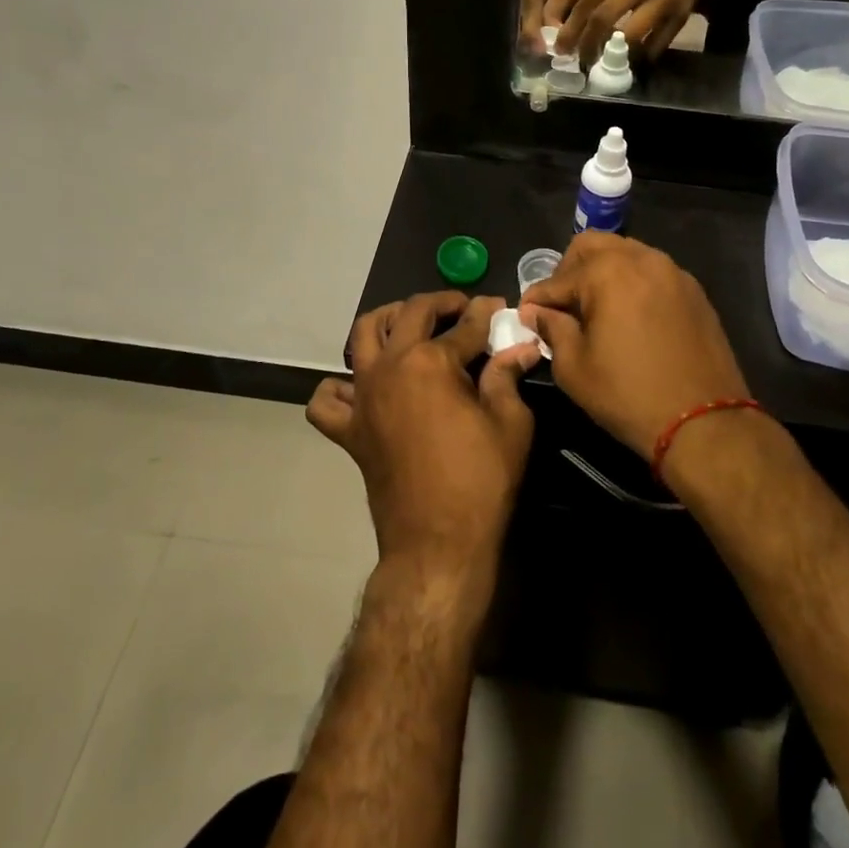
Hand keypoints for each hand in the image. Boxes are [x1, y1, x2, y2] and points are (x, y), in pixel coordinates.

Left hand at [310, 293, 537, 577]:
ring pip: (363, 336)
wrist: (436, 544)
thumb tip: (520, 347)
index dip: (486, 314)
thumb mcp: (510, 424)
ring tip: (409, 326)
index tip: (500, 307)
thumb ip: (508, 376)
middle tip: (462, 309)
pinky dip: (340, 387)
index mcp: (431, 361)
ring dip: (387, 321)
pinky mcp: (349, 428)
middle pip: (412, 314)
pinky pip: (328, 399)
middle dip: (440, 303)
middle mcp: (390, 366)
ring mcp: (363, 396)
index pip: (465, 325)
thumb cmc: (481, 481)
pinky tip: (362, 388)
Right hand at [520, 233, 750, 457]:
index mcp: (607, 273)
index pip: (558, 279)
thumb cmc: (629, 395)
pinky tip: (629, 316)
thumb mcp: (575, 368)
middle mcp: (641, 259)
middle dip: (569, 271)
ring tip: (596, 309)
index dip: (536, 299)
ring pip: (626, 253)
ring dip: (603, 272)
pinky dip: (633, 283)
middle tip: (562, 305)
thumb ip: (552, 329)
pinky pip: (653, 272)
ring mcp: (672, 272)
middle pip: (592, 246)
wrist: (705, 423)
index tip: (526, 316)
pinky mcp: (694, 290)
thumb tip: (536, 312)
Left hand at [556, 0, 703, 65]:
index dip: (572, 29)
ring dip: (615, 54)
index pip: (588, 3)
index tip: (562, 48)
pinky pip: (658, 44)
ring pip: (633, 36)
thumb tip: (574, 25)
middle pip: (605, 19)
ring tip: (605, 62)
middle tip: (582, 60)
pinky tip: (631, 60)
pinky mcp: (681, 15)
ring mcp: (663, 0)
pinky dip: (642, 56)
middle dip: (589, 44)